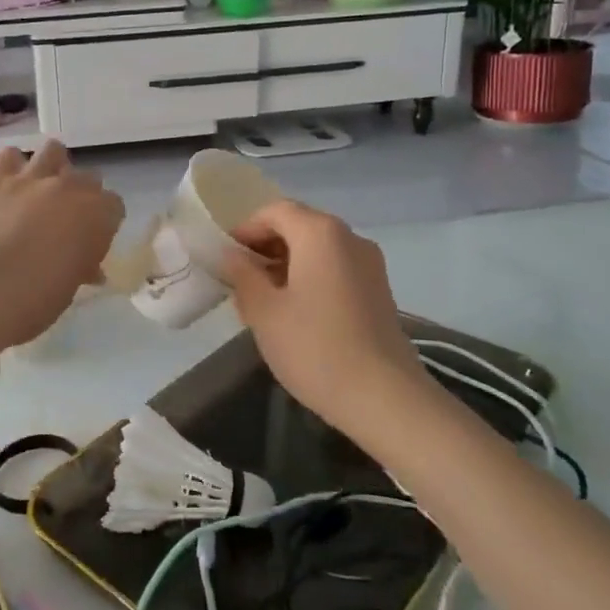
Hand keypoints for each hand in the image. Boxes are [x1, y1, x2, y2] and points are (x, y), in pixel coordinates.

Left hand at [0, 141, 123, 357]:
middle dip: (81, 196)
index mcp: (97, 216)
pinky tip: (8, 188)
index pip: (114, 206)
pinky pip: (10, 155)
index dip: (103, 224)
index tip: (90, 242)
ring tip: (40, 193)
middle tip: (65, 222)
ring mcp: (32, 177)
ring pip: (54, 151)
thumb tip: (86, 267)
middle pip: (88, 178)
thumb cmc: (31, 302)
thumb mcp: (68, 290)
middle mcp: (70, 188)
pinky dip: (13, 167)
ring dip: (53, 168)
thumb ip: (81, 267)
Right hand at [218, 200, 426, 439]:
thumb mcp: (263, 311)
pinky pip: (336, 269)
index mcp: (320, 233)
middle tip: (240, 280)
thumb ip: (242, 275)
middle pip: (299, 226)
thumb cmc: (314, 347)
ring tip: (263, 300)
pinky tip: (295, 313)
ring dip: (287, 264)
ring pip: (318, 249)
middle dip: (266, 247)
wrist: (383, 397)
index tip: (226, 257)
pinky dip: (310, 277)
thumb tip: (232, 255)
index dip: (246, 229)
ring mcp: (370, 264)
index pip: (275, 212)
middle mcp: (349, 238)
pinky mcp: (379, 291)